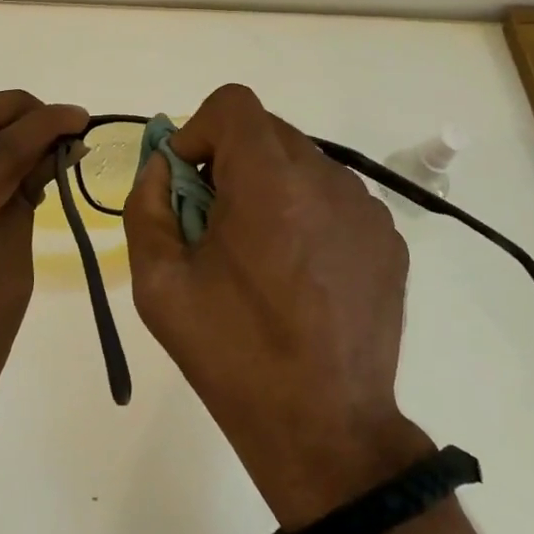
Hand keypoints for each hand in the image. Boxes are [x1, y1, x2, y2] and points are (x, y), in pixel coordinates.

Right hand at [124, 84, 430, 526]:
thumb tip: (162, 167)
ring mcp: (365, 208)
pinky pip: (334, 197)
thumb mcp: (158, 283)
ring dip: (269, 185)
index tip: (189, 182)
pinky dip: (306, 211)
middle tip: (215, 221)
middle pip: (266, 130)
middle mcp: (326, 179)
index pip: (233, 104)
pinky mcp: (387, 239)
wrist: (325, 429)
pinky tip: (299, 272)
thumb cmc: (232, 353)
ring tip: (260, 252)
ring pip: (301, 162)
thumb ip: (146, 205)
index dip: (199, 130)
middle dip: (230, 160)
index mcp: (270, 183)